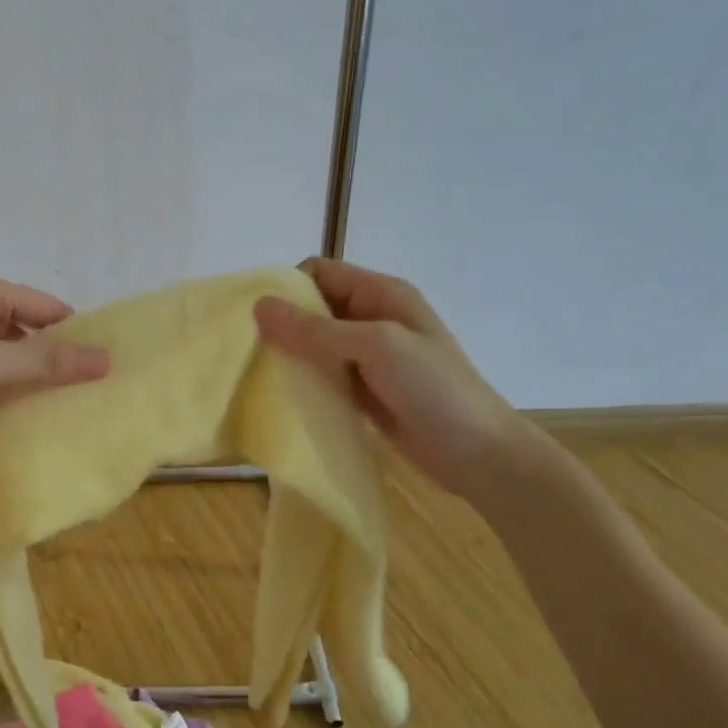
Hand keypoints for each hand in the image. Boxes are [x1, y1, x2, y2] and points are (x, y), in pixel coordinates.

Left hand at [0, 272, 110, 444]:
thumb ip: (45, 362)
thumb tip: (105, 359)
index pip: (45, 306)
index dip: (75, 332)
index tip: (106, 362)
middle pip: (29, 326)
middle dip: (56, 353)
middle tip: (92, 385)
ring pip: (11, 349)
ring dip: (33, 370)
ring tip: (69, 398)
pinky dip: (10, 382)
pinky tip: (29, 406)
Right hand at [254, 258, 529, 496]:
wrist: (478, 454)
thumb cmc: (433, 389)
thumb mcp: (375, 347)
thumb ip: (316, 329)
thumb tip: (259, 306)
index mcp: (380, 293)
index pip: (319, 272)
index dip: (287, 287)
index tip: (256, 318)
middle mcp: (371, 317)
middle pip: (313, 307)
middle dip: (281, 323)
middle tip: (248, 349)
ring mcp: (367, 356)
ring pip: (314, 343)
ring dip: (289, 354)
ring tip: (257, 373)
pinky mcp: (362, 390)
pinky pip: (323, 374)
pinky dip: (303, 380)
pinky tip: (281, 395)